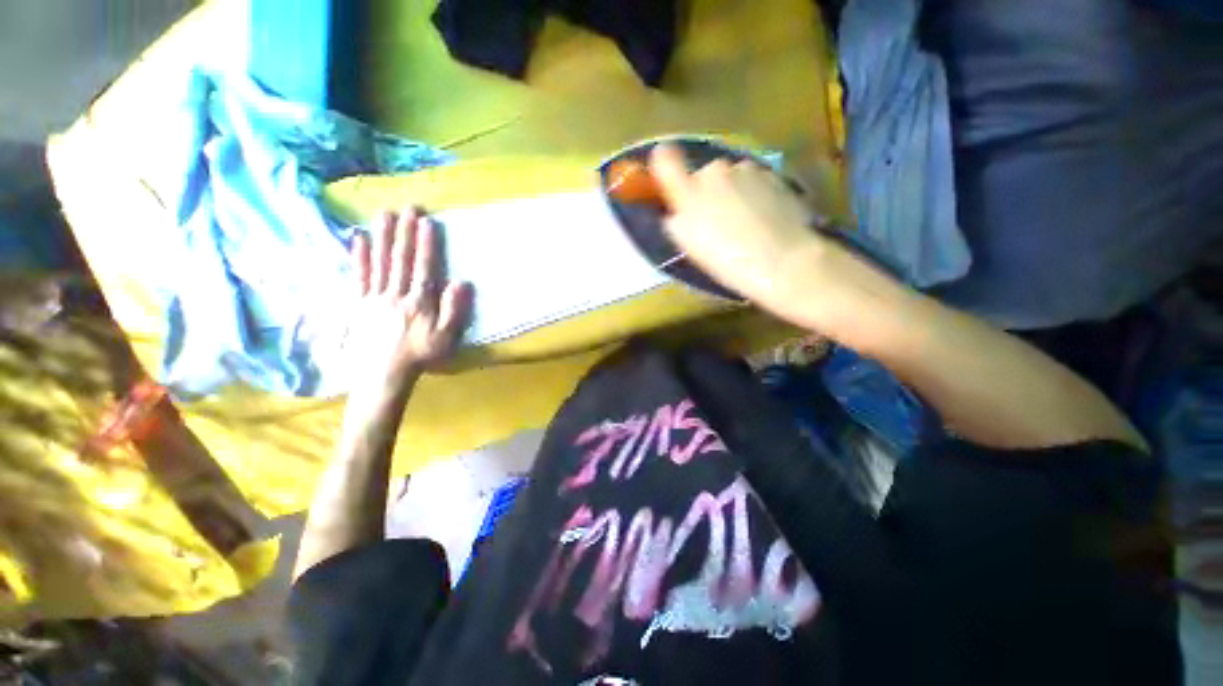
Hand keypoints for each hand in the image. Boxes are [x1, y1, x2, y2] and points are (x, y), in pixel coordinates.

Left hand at [347, 209, 472, 393]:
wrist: (382, 373)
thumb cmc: (420, 355)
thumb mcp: (445, 338)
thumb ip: (454, 310)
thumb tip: (461, 282)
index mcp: (418, 303)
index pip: (423, 268)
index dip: (425, 245)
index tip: (426, 222)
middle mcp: (395, 294)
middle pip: (399, 260)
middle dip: (404, 232)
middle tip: (406, 207)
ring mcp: (374, 297)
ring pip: (379, 262)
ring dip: (382, 236)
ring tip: (384, 213)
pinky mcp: (358, 302)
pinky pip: (358, 276)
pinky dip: (358, 256)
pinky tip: (359, 238)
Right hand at [649, 144, 827, 307]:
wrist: (781, 259)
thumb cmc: (727, 259)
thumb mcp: (689, 245)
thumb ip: (676, 220)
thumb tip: (676, 209)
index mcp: (689, 190)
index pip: (665, 160)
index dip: (663, 164)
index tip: (669, 178)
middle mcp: (716, 170)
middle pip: (703, 174)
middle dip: (707, 192)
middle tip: (716, 221)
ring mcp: (747, 170)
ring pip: (731, 177)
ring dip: (732, 192)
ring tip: (744, 223)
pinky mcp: (774, 175)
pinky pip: (754, 181)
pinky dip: (754, 195)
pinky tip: (763, 220)